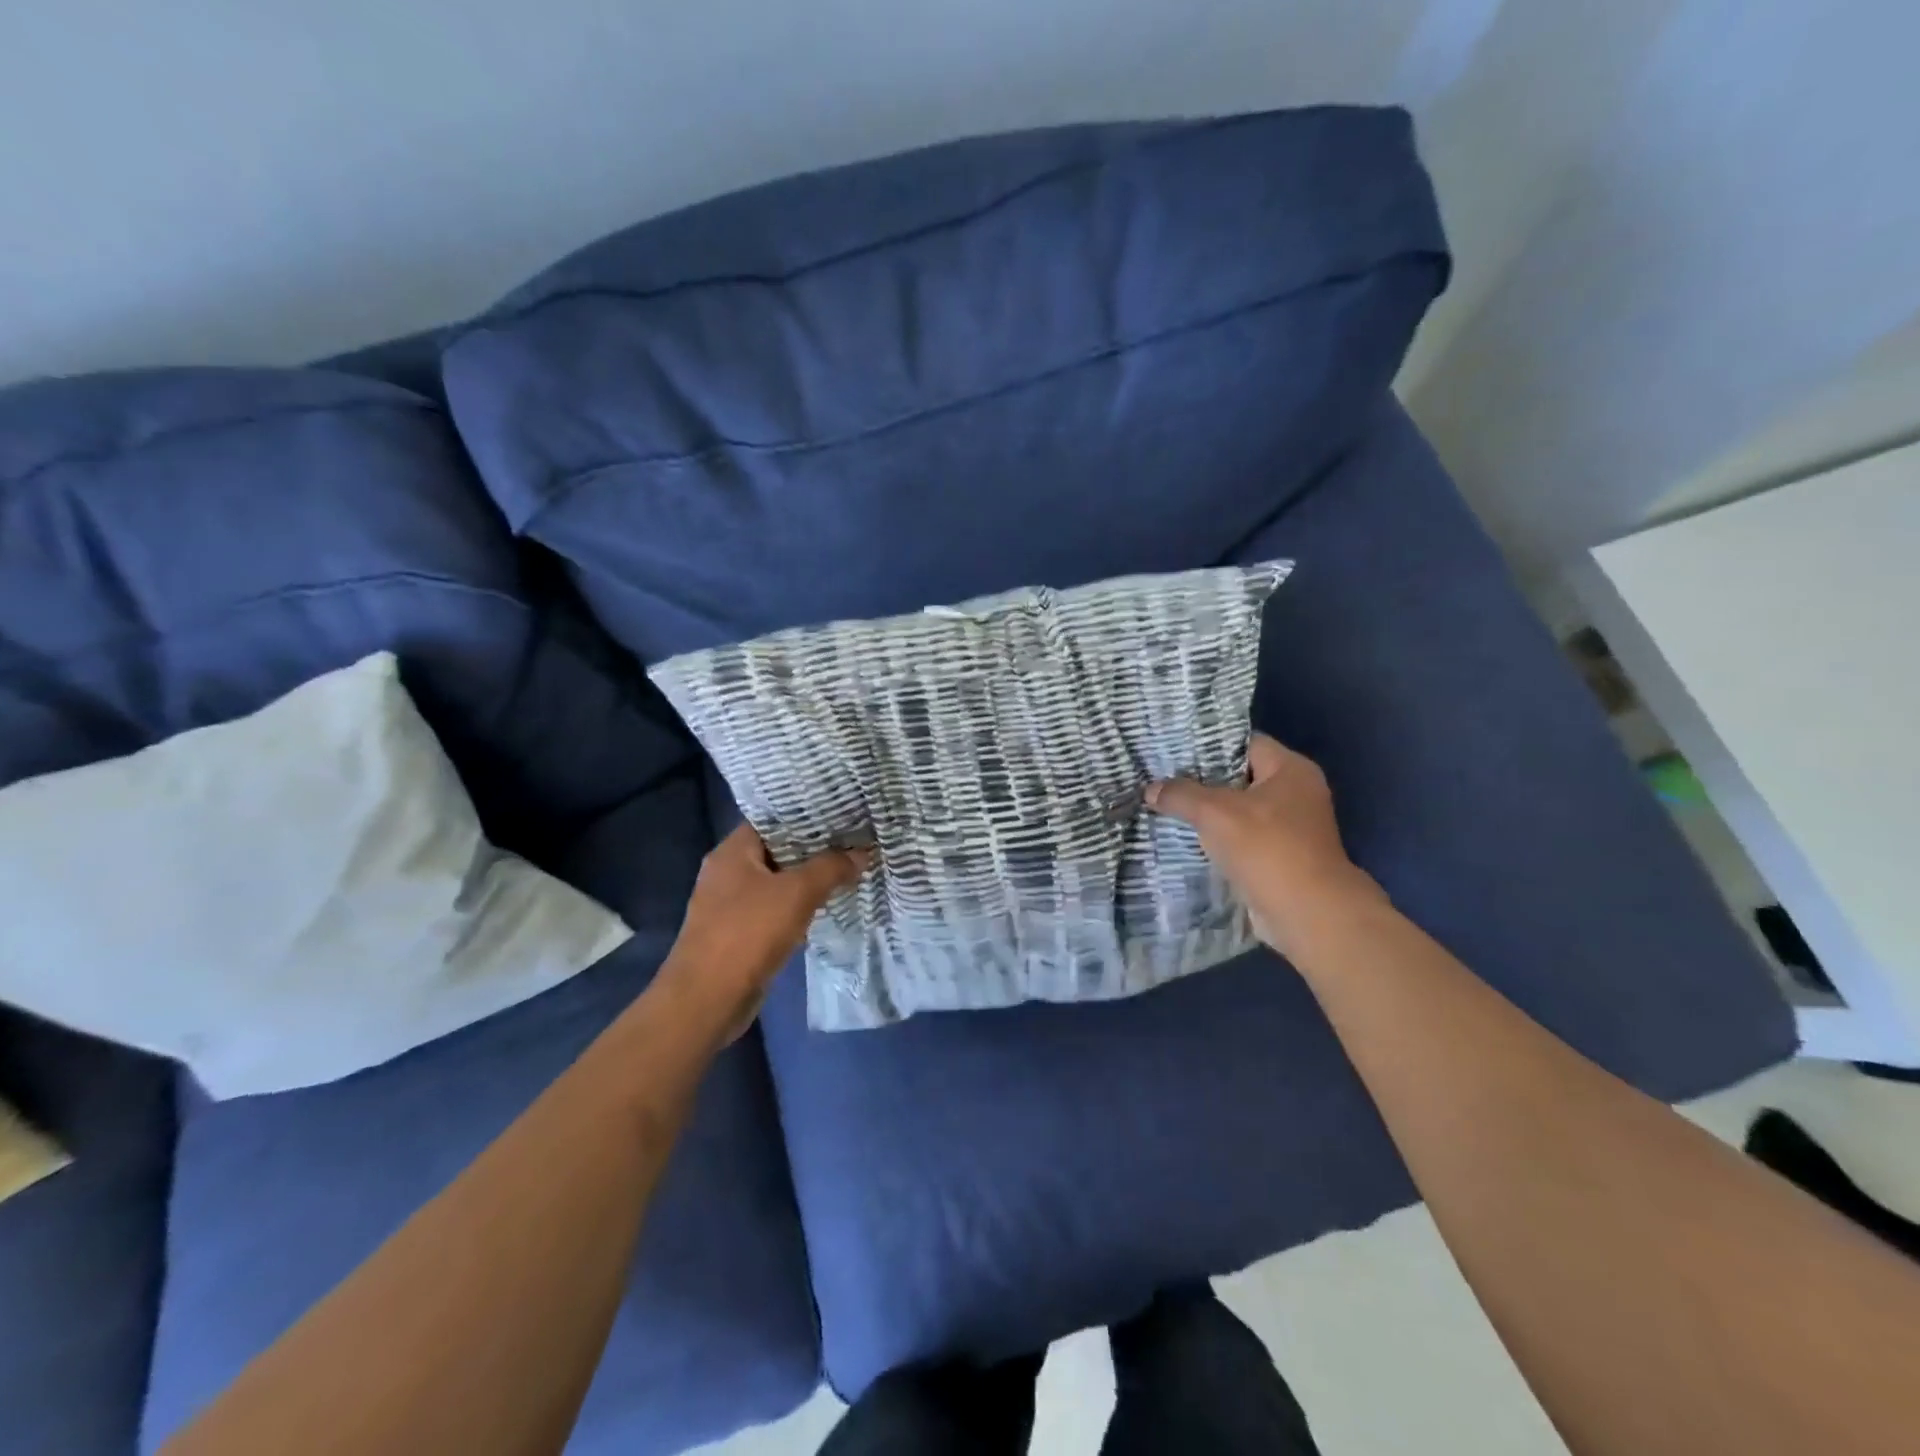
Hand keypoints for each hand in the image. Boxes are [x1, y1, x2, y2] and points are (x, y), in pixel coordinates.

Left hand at [661, 823, 870, 1042]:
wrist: (706, 1001)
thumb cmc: (747, 934)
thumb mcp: (797, 894)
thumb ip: (831, 868)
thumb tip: (863, 852)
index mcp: (732, 852)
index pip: (773, 819)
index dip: (807, 814)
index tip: (842, 811)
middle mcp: (728, 872)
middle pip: (777, 850)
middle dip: (814, 848)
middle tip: (854, 839)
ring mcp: (730, 905)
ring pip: (778, 882)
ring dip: (808, 879)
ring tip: (849, 868)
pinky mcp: (738, 933)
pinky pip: (775, 909)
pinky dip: (798, 907)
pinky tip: (827, 906)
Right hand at [1147, 732, 1378, 957]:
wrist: (1307, 913)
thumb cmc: (1267, 849)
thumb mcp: (1215, 813)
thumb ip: (1181, 795)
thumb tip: (1151, 789)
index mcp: (1291, 770)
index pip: (1245, 743)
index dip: (1209, 745)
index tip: (1173, 750)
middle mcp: (1297, 793)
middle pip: (1240, 777)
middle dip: (1202, 781)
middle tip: (1163, 779)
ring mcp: (1292, 828)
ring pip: (1239, 811)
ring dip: (1208, 814)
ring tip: (1167, 808)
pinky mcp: (1281, 858)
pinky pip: (1243, 839)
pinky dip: (1219, 840)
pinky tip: (1186, 840)